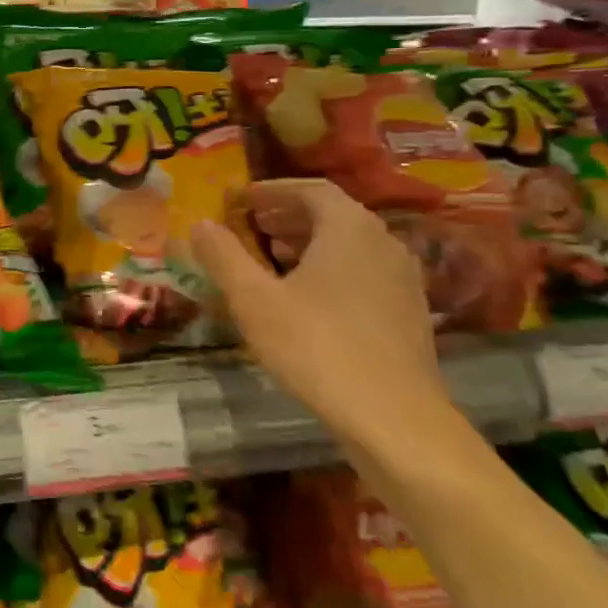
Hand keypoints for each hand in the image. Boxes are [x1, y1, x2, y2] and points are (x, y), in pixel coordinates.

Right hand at [190, 179, 451, 439]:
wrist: (394, 417)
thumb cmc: (317, 346)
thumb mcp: (254, 300)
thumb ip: (224, 256)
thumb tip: (199, 223)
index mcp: (349, 228)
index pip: (311, 189)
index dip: (272, 190)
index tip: (241, 199)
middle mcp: (383, 243)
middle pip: (333, 214)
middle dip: (288, 215)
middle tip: (250, 225)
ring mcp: (402, 279)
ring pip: (350, 245)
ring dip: (309, 243)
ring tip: (272, 258)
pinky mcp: (408, 313)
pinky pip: (364, 272)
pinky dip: (331, 269)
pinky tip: (307, 299)